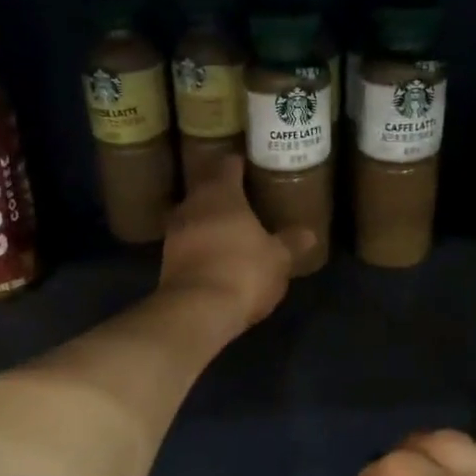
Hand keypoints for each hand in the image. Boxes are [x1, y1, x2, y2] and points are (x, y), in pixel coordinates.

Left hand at [158, 156, 313, 332]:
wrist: (196, 311)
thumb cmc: (243, 271)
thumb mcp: (278, 258)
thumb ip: (292, 243)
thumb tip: (309, 234)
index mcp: (220, 193)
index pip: (228, 165)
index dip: (240, 164)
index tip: (252, 166)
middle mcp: (192, 205)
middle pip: (207, 189)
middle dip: (224, 192)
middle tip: (247, 197)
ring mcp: (174, 233)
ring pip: (195, 216)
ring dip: (210, 220)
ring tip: (232, 227)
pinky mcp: (166, 260)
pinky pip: (188, 242)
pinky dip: (201, 244)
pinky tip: (217, 254)